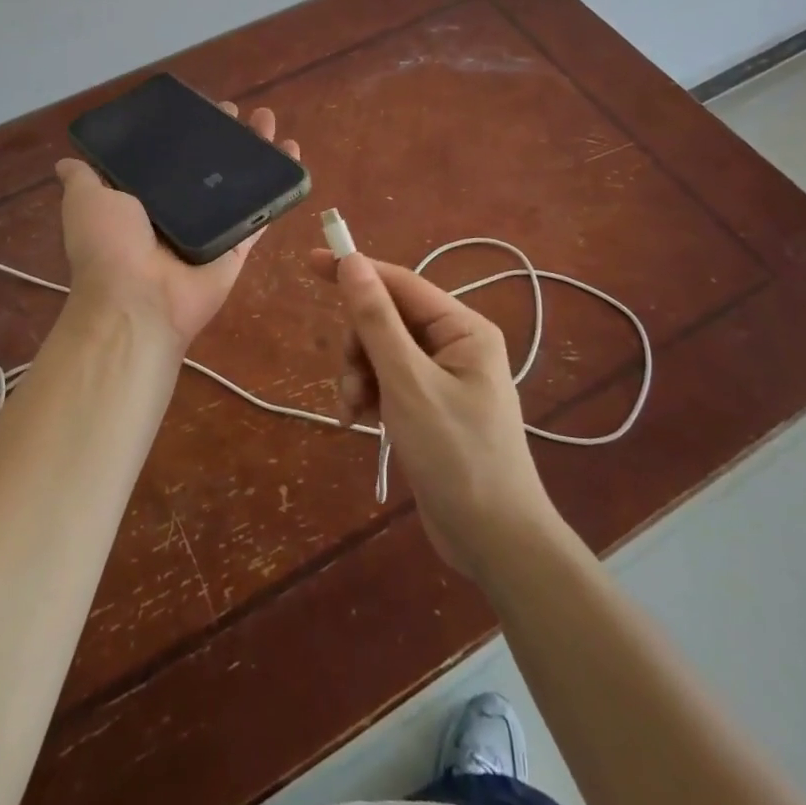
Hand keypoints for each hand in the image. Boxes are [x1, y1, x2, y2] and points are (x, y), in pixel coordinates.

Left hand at [56, 104, 298, 351]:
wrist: (138, 300)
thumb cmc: (109, 245)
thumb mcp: (86, 201)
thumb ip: (83, 179)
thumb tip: (66, 160)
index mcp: (144, 200)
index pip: (169, 159)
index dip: (185, 133)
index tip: (199, 109)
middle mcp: (179, 213)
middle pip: (209, 167)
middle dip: (224, 137)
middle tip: (237, 113)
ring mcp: (212, 229)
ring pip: (240, 184)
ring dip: (256, 153)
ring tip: (268, 121)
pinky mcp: (237, 246)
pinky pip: (262, 213)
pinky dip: (280, 187)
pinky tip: (292, 154)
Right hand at [309, 250, 560, 579]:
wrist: (494, 542)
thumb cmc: (456, 454)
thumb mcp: (408, 382)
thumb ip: (376, 320)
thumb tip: (352, 261)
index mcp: (462, 329)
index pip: (400, 282)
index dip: (356, 271)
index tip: (311, 262)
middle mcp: (454, 345)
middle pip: (386, 319)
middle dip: (359, 346)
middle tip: (352, 382)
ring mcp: (442, 377)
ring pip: (381, 352)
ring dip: (359, 376)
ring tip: (355, 412)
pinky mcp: (429, 407)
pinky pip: (387, 382)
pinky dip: (369, 396)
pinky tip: (361, 423)